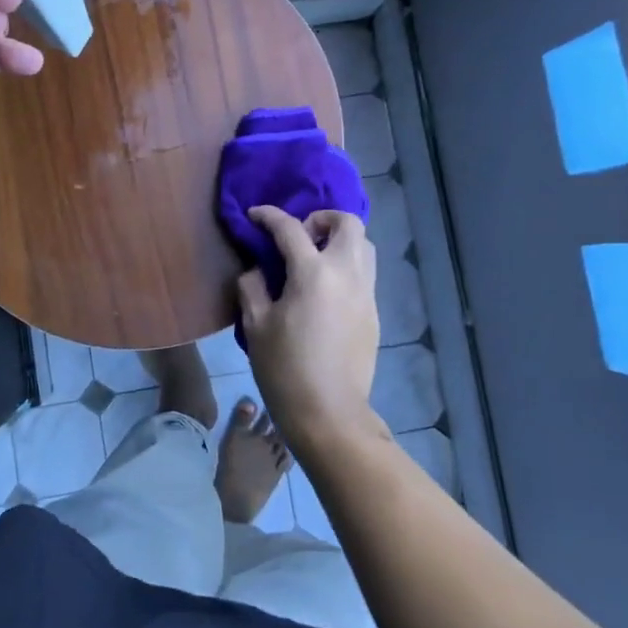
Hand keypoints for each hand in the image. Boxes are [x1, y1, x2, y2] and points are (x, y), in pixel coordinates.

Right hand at [238, 207, 381, 452]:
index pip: (290, 228)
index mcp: (313, 273)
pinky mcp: (374, 312)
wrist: (329, 412)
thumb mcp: (256, 326)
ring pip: (364, 245)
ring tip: (315, 260)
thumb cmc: (284, 368)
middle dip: (322, 219)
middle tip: (299, 237)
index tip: (254, 215)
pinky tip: (326, 290)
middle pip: (347, 223)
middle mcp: (347, 273)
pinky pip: (365, 273)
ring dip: (340, 240)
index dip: (269, 216)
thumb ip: (253, 287)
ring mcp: (366, 293)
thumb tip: (257, 270)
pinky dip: (347, 266)